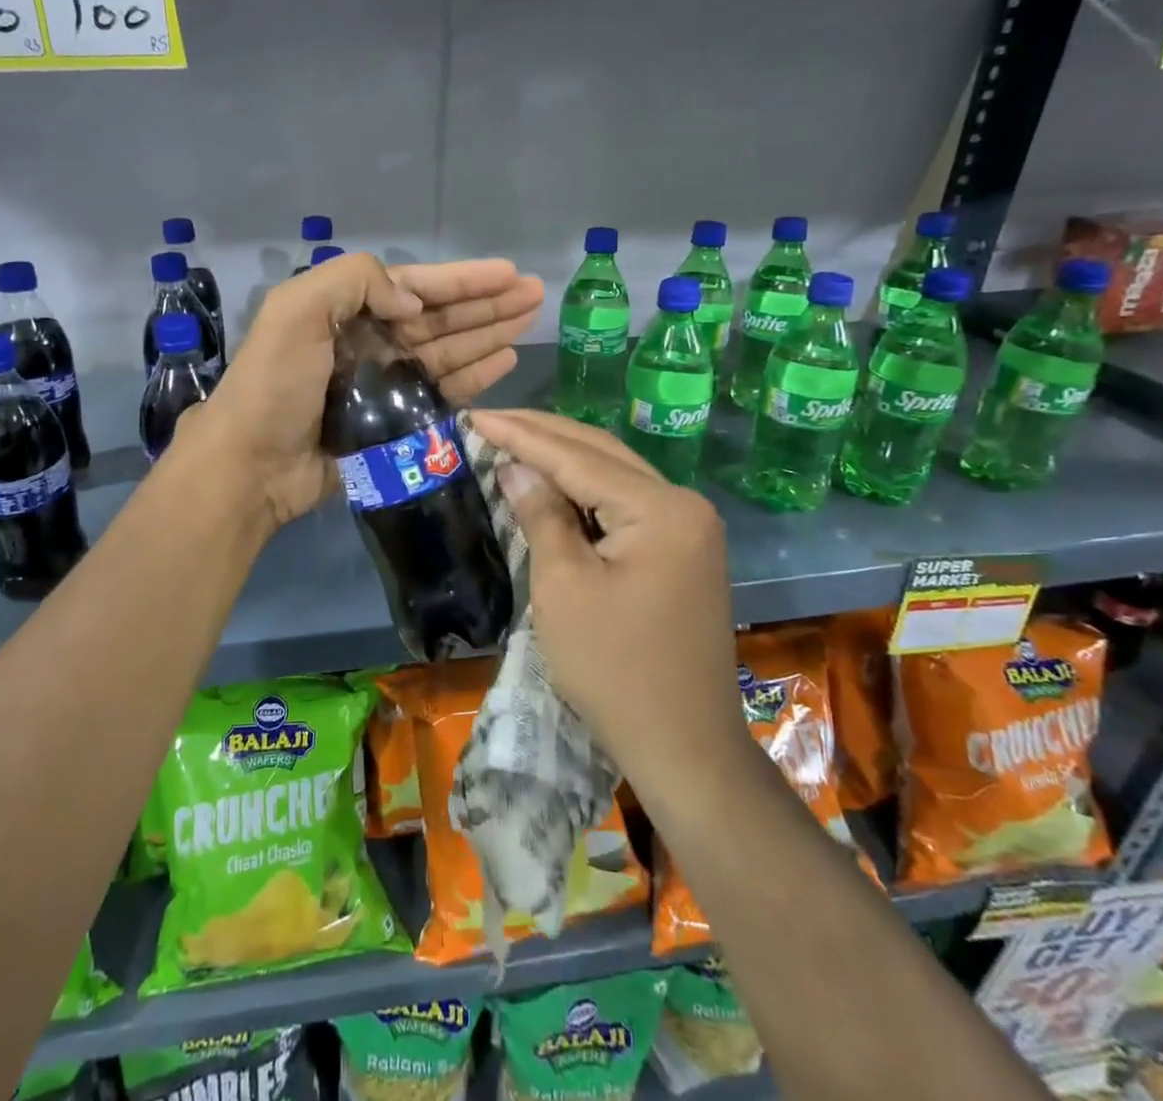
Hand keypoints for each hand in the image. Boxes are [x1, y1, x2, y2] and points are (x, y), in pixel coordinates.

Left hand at [188, 255, 543, 531]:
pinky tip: (504, 361)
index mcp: (348, 311)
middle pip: (441, 317)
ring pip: (449, 351)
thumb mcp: (296, 311)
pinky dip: (474, 376)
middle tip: (537, 294)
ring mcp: (385, 384)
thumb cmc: (274, 385)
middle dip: (488, 303)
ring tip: (530, 321)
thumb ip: (355, 283)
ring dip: (489, 334)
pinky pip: (443, 392)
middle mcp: (371, 342)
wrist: (252, 465)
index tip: (510, 273)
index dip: (464, 279)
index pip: (417, 287)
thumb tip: (412, 305)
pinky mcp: (396, 423)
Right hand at [470, 409, 747, 782]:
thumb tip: (516, 468)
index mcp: (661, 509)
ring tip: (511, 438)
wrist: (684, 747)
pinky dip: (584, 490)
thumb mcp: (563, 587)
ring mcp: (688, 527)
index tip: (474, 414)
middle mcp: (683, 504)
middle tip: (489, 419)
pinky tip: (551, 481)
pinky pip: (624, 504)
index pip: (577, 457)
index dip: (521, 435)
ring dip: (562, 458)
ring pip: (613, 475)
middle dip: (542, 434)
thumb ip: (542, 515)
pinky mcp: (681, 550)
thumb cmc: (614, 670)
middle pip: (601, 453)